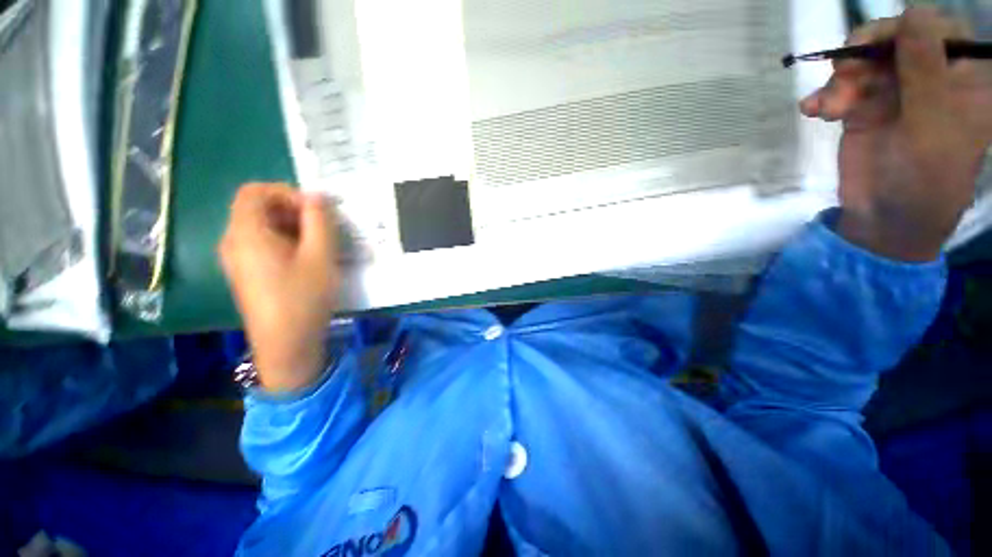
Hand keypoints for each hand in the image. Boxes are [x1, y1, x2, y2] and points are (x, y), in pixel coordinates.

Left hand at [219, 184, 339, 392]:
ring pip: (261, 227)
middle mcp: (233, 241)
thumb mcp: (320, 256)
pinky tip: (306, 260)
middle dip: (292, 211)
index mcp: (246, 233)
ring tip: (318, 245)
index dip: (286, 193)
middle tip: (322, 229)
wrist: (286, 344)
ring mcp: (236, 259)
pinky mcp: (245, 273)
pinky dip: (284, 241)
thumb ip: (320, 221)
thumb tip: (317, 195)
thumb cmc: (304, 298)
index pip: (255, 192)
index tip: (314, 211)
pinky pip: (261, 244)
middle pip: (257, 208)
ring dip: (291, 227)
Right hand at [800, 8, 991, 260]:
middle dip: (866, 54)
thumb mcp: (932, 125)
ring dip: (840, 81)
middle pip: (896, 42)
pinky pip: (841, 90)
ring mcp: (895, 94)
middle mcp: (930, 80)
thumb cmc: (924, 180)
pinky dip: (824, 98)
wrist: (884, 221)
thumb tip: (914, 12)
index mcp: (962, 81)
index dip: (908, 29)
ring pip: (865, 63)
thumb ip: (926, 70)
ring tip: (829, 108)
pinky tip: (813, 112)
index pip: (940, 31)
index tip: (877, 43)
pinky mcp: (864, 110)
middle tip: (843, 72)